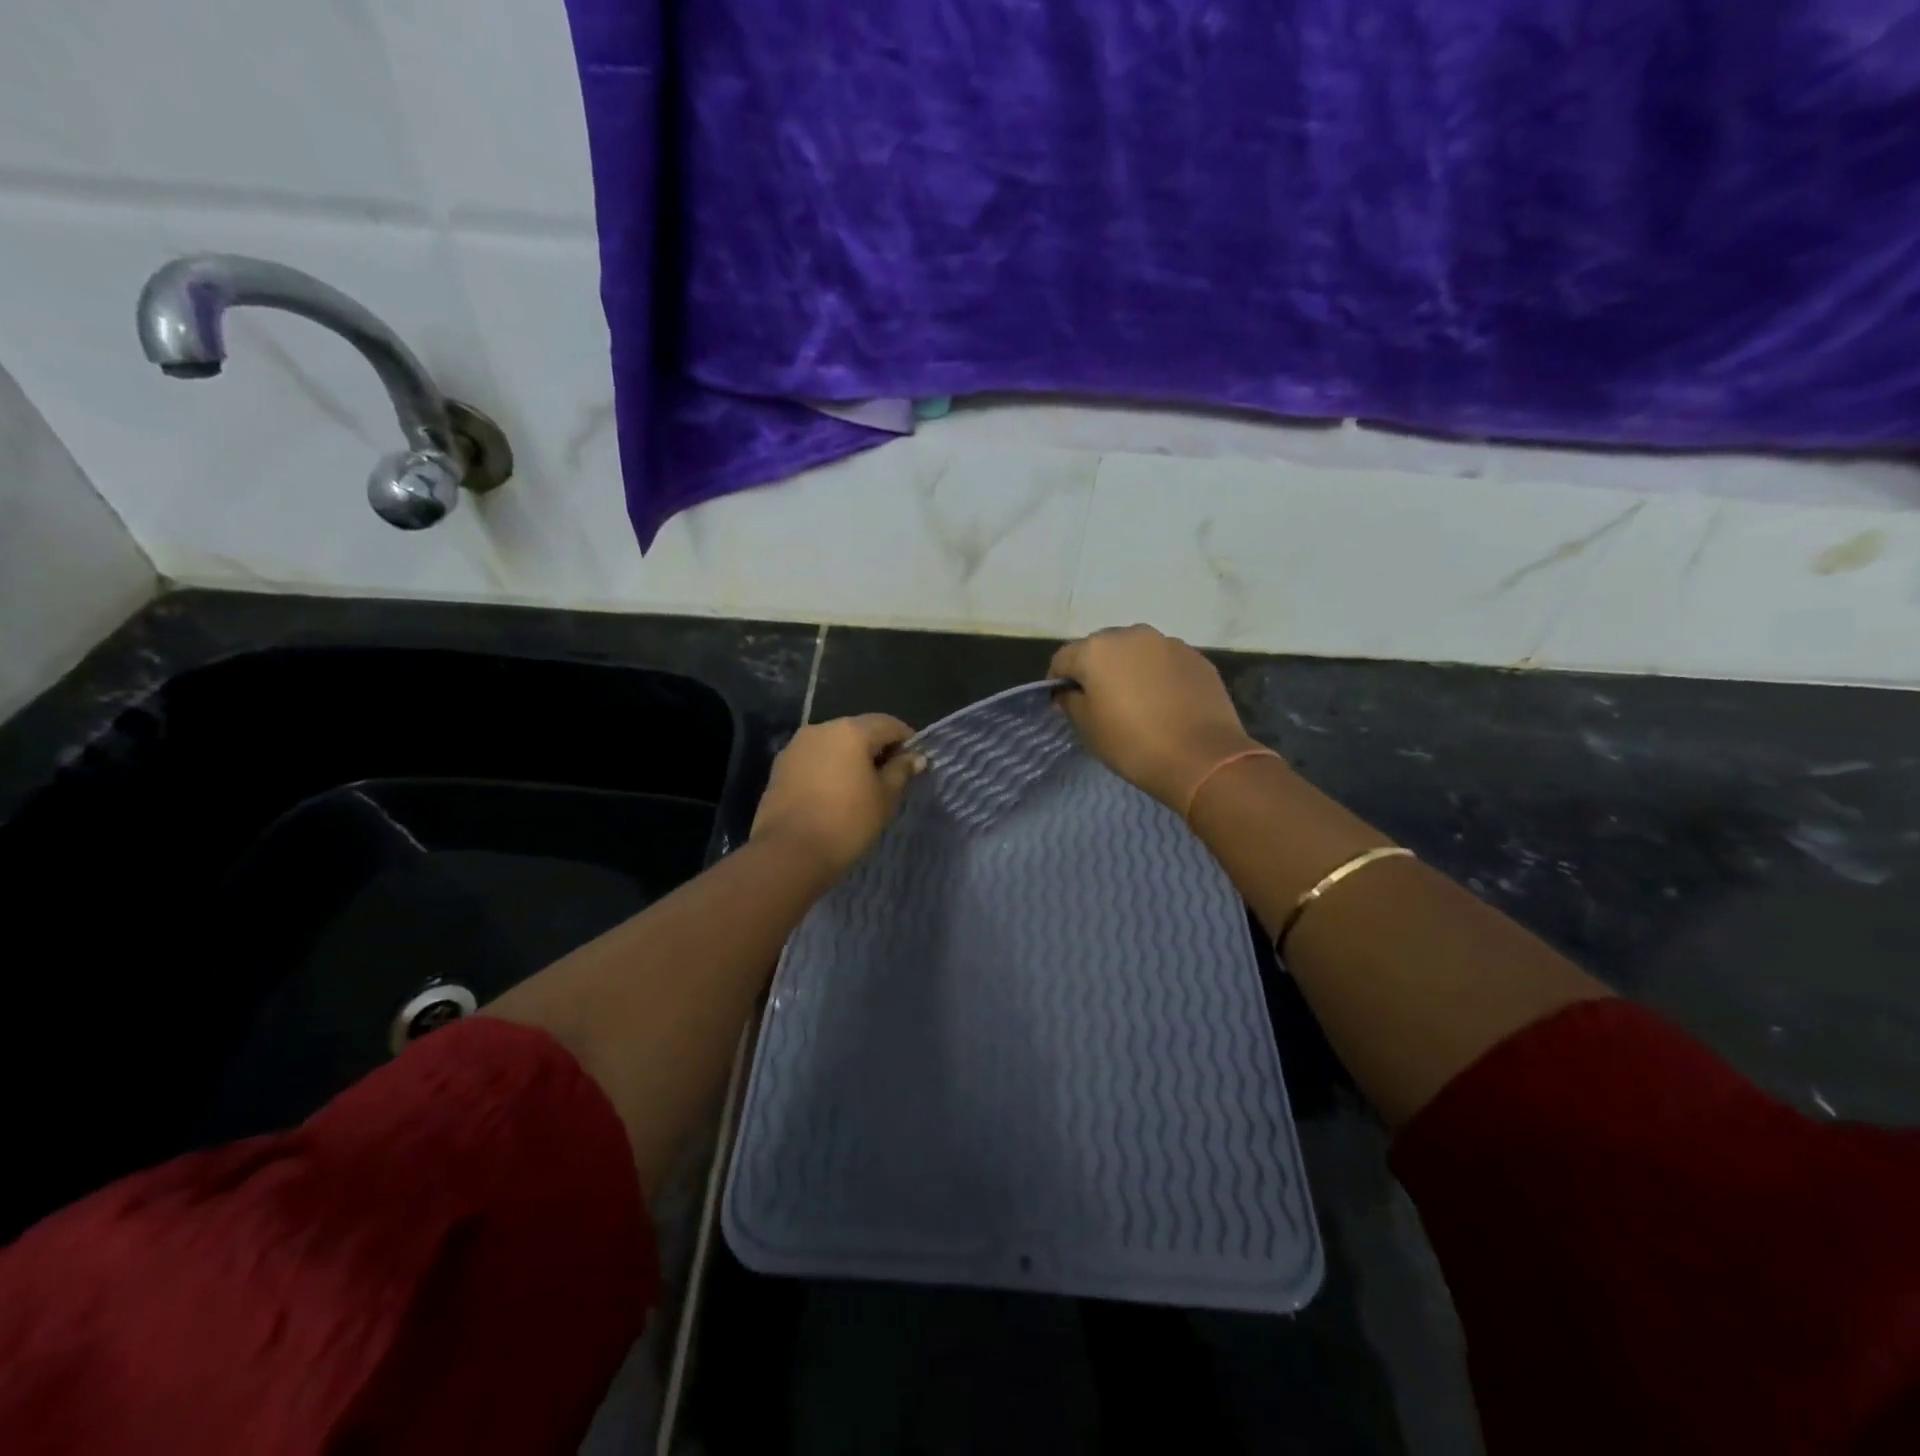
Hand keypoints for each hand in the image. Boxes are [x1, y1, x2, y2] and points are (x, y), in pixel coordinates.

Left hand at [751, 714, 924, 876]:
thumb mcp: (885, 798)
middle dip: (877, 748)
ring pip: (833, 744)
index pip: (888, 724)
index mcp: (851, 731)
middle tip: (890, 776)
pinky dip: (829, 769)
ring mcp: (796, 747)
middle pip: (858, 730)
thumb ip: (900, 771)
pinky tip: (835, 793)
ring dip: (850, 758)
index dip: (906, 740)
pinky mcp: (780, 767)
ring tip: (862, 787)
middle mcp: (821, 729)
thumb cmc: (847, 822)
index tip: (914, 762)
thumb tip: (914, 757)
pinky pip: (814, 760)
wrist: (789, 853)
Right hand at [1050, 625, 1264, 811]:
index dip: (1058, 681)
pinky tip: (1164, 704)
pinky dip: (1157, 676)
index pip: (1063, 659)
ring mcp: (1168, 643)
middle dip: (1095, 670)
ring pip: (1136, 652)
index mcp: (1097, 649)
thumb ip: (1070, 701)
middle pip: (1101, 648)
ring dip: (1128, 670)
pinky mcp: (1196, 658)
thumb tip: (1069, 691)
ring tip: (1135, 702)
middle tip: (1100, 703)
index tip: (1063, 703)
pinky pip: (1164, 662)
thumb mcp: (1087, 728)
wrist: (1203, 758)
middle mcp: (1132, 634)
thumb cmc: (1133, 743)